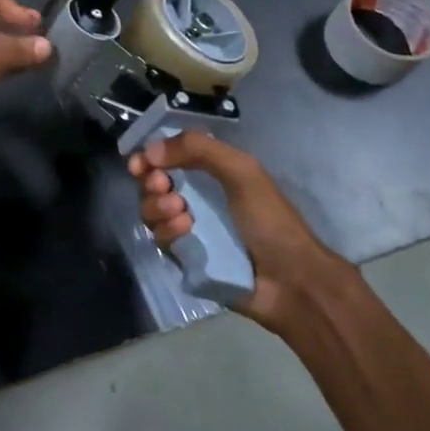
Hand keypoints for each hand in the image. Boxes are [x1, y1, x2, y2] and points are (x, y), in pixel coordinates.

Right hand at [128, 132, 357, 335]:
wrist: (290, 281)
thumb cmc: (269, 219)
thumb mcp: (241, 171)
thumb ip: (199, 149)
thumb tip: (150, 150)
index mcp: (211, 172)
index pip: (169, 156)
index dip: (149, 157)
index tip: (139, 162)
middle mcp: (197, 197)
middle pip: (153, 182)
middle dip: (151, 181)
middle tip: (162, 185)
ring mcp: (190, 228)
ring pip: (152, 210)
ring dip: (157, 206)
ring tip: (180, 212)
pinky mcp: (186, 257)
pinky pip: (161, 239)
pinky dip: (168, 231)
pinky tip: (186, 231)